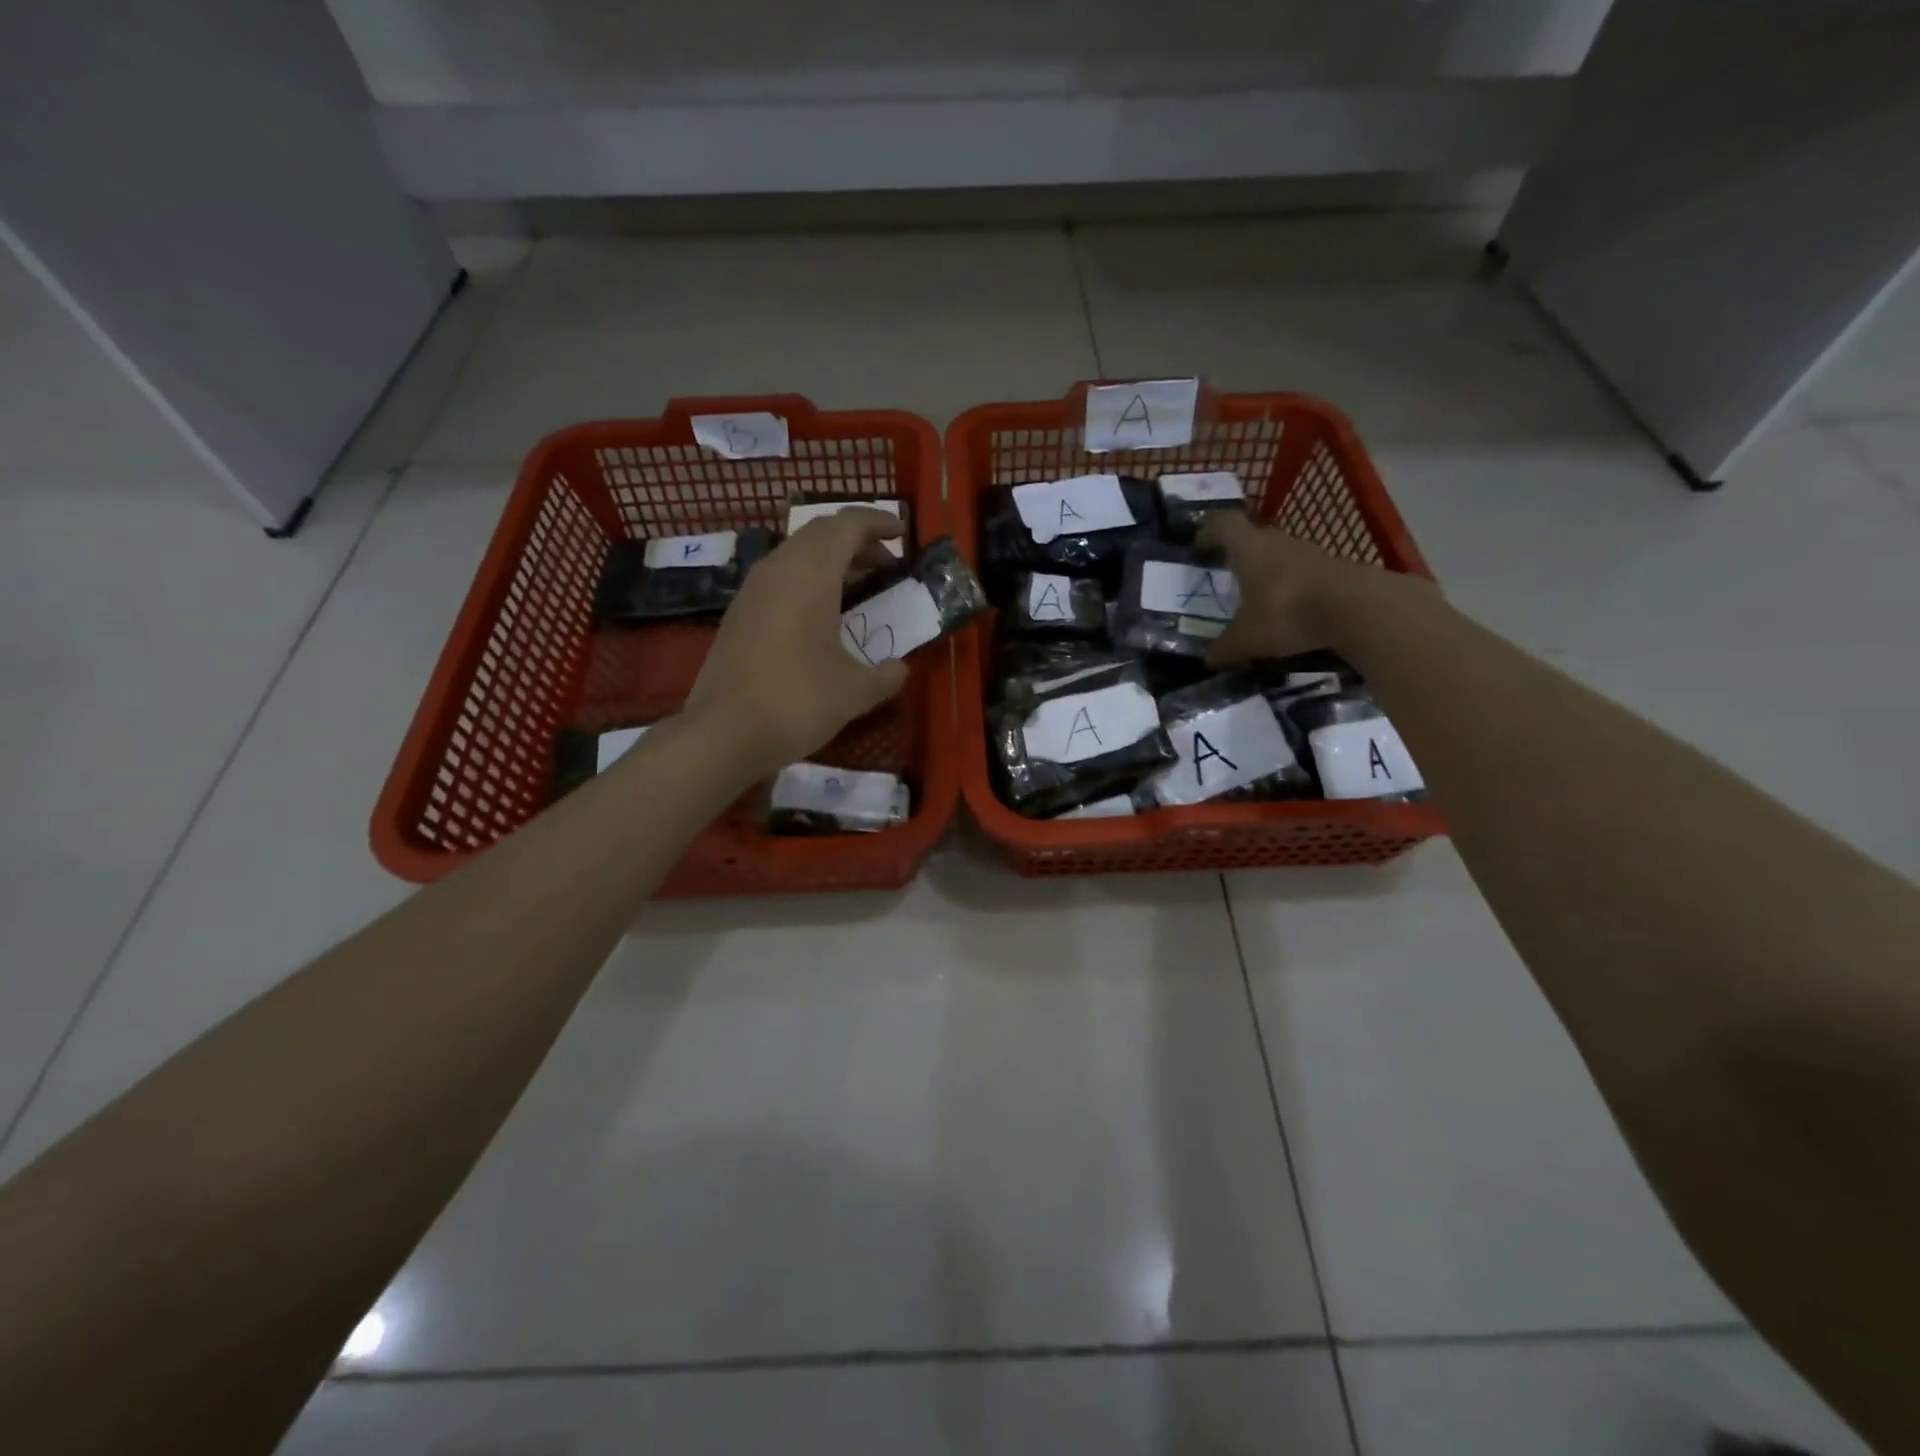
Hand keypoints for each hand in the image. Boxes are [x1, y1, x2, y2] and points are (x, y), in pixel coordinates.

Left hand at [684, 509, 909, 778]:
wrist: (724, 733)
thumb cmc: (797, 702)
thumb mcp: (855, 692)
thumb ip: (886, 675)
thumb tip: (899, 668)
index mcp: (810, 574)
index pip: (847, 525)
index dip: (878, 522)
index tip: (902, 532)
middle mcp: (778, 569)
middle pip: (820, 533)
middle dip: (856, 540)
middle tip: (885, 563)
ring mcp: (751, 590)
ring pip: (796, 554)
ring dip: (830, 561)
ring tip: (858, 586)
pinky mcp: (738, 613)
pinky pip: (779, 578)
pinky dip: (808, 580)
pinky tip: (821, 615)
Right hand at [1199, 511, 1437, 665]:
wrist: (1356, 609)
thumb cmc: (1286, 612)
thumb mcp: (1246, 639)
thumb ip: (1224, 648)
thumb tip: (1207, 661)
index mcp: (1249, 548)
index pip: (1223, 524)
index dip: (1208, 531)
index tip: (1197, 545)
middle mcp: (1278, 542)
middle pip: (1253, 538)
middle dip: (1238, 554)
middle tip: (1225, 574)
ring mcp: (1310, 554)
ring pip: (1280, 556)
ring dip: (1267, 571)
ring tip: (1257, 597)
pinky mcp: (1335, 569)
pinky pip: (1303, 574)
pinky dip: (1292, 587)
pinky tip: (1289, 611)